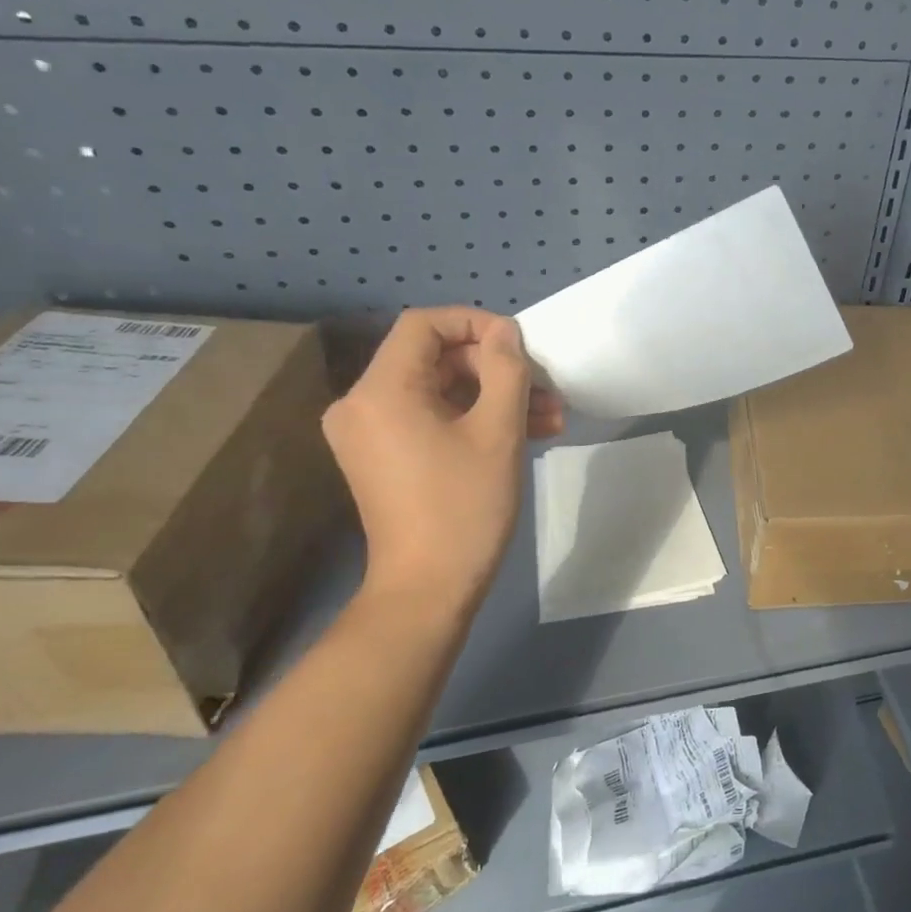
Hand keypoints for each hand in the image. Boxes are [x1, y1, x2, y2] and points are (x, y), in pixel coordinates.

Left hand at [323, 308, 563, 613]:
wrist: (428, 588)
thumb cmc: (465, 506)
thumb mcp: (498, 431)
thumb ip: (506, 370)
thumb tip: (505, 333)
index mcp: (381, 390)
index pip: (423, 325)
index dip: (475, 323)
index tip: (520, 346)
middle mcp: (361, 404)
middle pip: (434, 358)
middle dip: (495, 369)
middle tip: (545, 389)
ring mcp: (369, 433)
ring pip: (439, 390)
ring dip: (493, 397)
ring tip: (549, 416)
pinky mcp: (382, 457)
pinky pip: (430, 418)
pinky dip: (472, 418)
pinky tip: (524, 433)